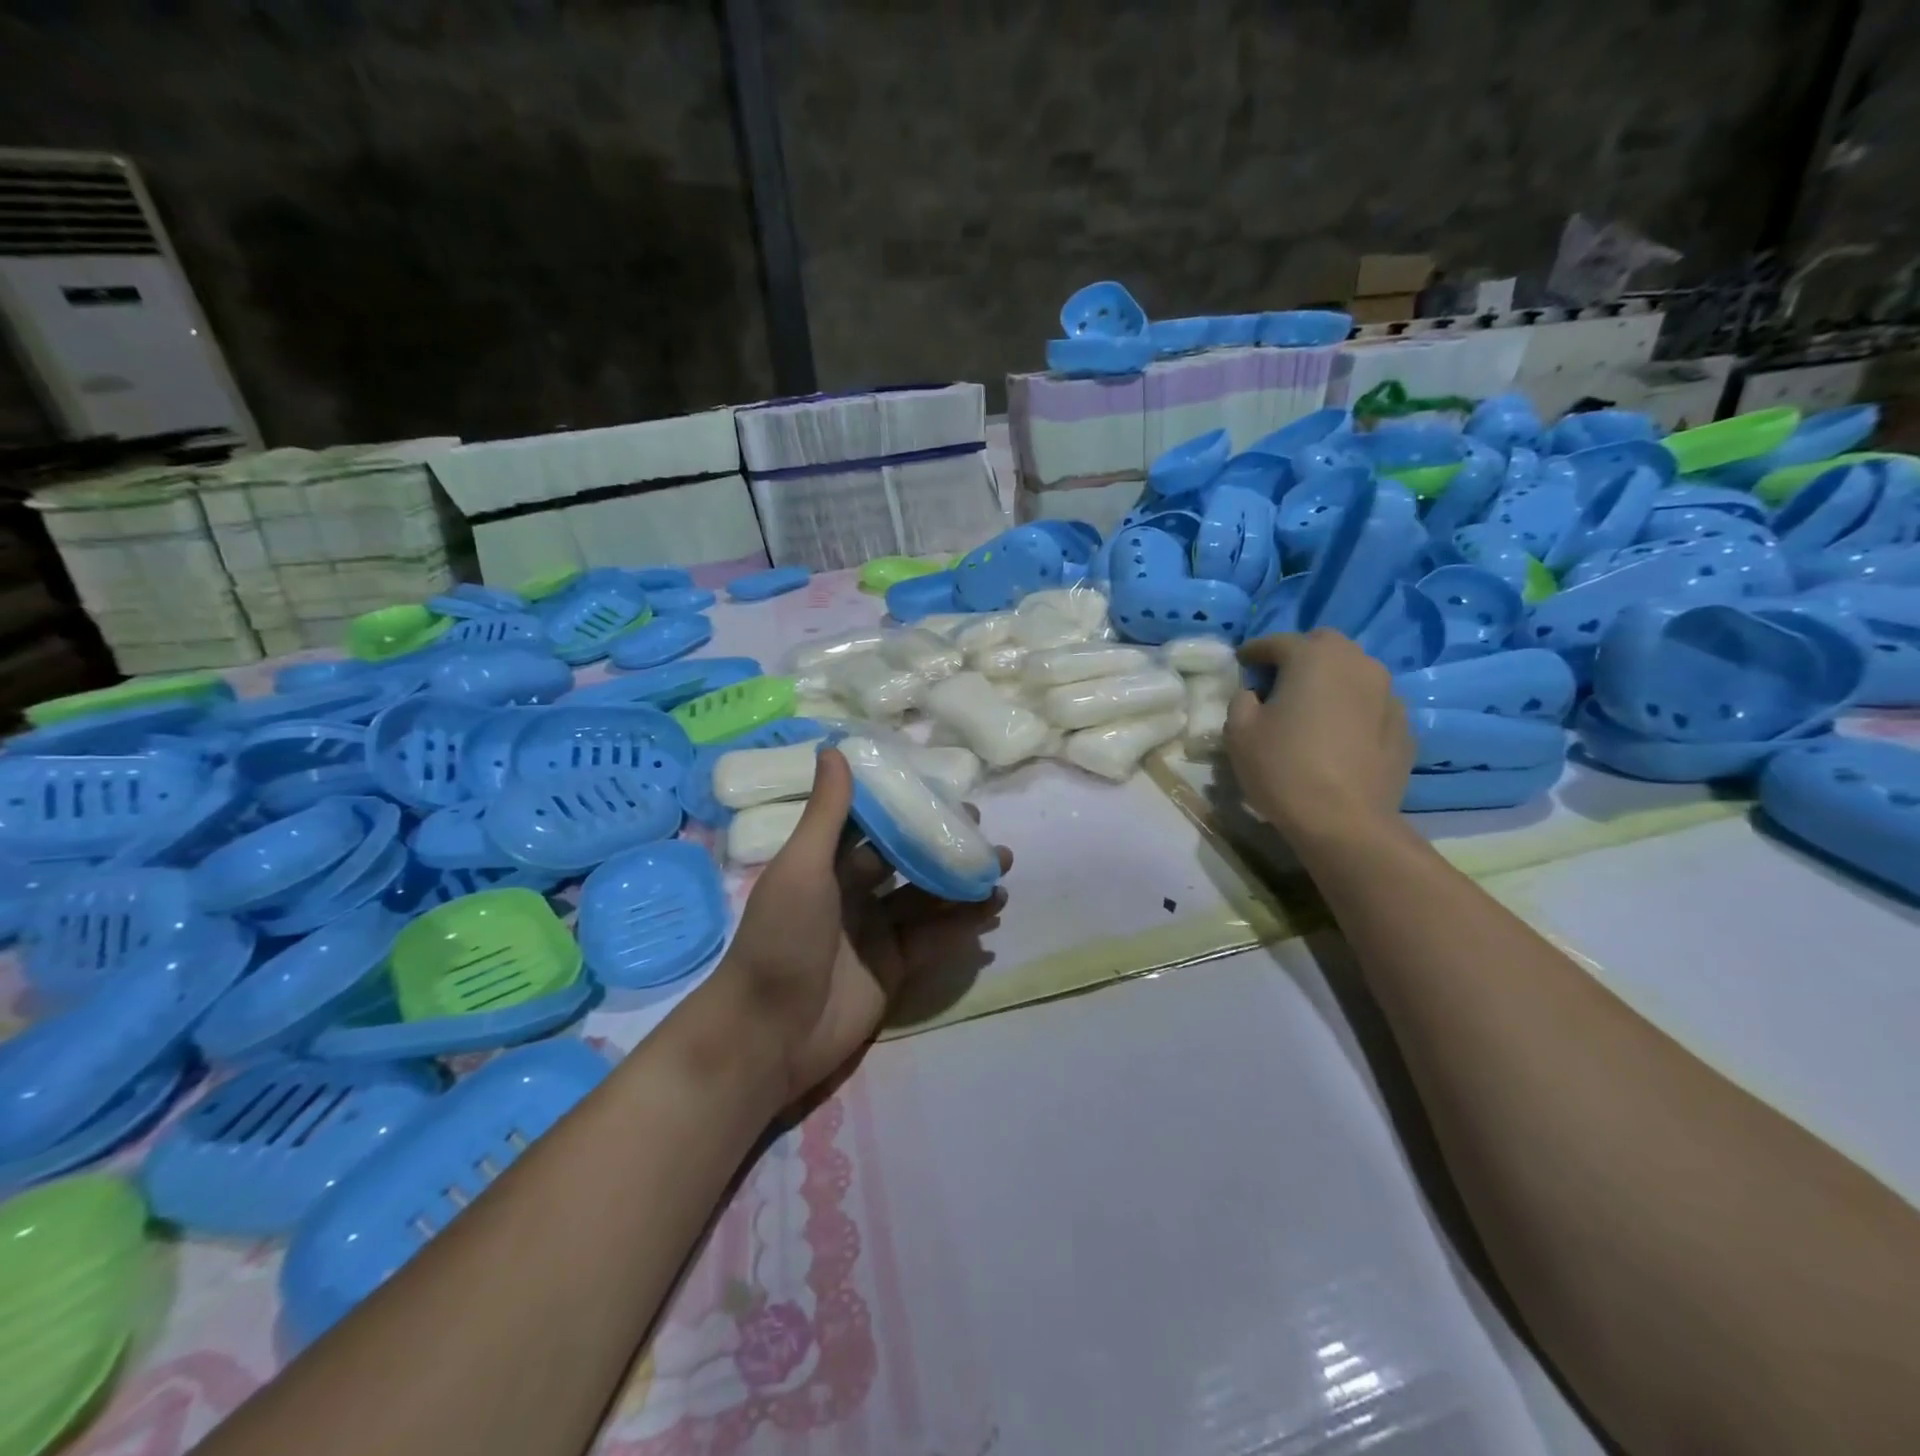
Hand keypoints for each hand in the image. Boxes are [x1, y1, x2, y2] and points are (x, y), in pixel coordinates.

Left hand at [719, 747, 1011, 1099]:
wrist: (771, 1031)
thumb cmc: (781, 938)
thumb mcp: (801, 867)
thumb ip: (826, 813)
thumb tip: (834, 748)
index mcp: (828, 862)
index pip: (875, 824)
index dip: (908, 806)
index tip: (944, 790)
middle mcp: (855, 891)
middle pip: (908, 858)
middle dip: (944, 844)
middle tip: (983, 832)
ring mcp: (877, 929)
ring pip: (928, 896)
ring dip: (962, 881)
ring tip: (1002, 866)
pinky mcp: (896, 965)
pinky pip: (936, 935)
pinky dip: (964, 921)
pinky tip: (993, 906)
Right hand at [1226, 629, 1413, 843]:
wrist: (1344, 822)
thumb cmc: (1283, 769)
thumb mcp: (1239, 732)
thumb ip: (1242, 700)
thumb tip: (1255, 694)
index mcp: (1314, 658)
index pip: (1278, 642)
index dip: (1255, 651)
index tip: (1242, 662)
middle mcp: (1358, 664)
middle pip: (1326, 645)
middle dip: (1301, 655)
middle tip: (1279, 679)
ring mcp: (1389, 695)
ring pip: (1355, 672)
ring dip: (1332, 680)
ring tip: (1312, 706)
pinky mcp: (1404, 727)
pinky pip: (1372, 705)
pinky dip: (1354, 709)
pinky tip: (1340, 734)